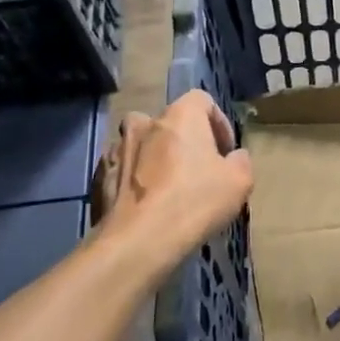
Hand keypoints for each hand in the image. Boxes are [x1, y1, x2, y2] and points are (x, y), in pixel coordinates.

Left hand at [94, 91, 253, 257]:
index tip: (225, 151)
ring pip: (140, 145)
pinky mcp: (99, 177)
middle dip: (183, 141)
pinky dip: (133, 180)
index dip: (217, 123)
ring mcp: (116, 149)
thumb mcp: (239, 181)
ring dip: (154, 158)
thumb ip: (240, 161)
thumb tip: (233, 158)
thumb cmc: (195, 201)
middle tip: (196, 170)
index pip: (201, 100)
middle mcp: (144, 123)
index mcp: (180, 116)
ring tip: (167, 188)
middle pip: (168, 122)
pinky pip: (122, 170)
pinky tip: (145, 205)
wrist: (138, 241)